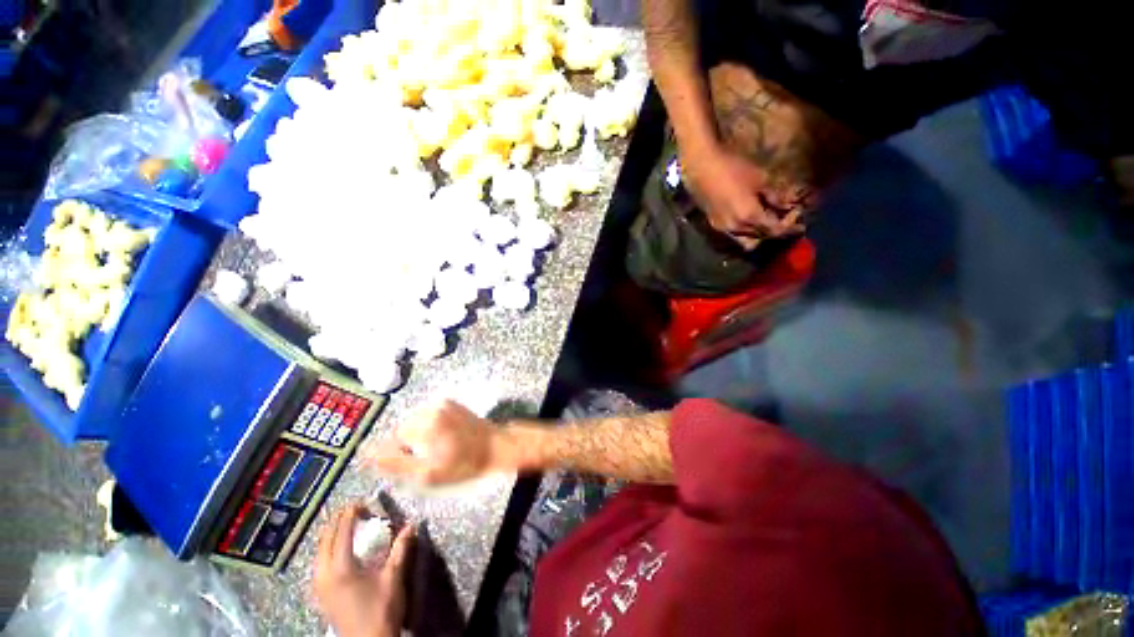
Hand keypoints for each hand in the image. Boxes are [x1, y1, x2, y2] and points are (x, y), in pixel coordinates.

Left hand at [313, 505, 414, 636]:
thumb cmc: (381, 610)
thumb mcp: (393, 578)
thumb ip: (401, 549)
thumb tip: (412, 524)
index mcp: (340, 568)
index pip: (341, 530)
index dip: (351, 513)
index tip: (363, 502)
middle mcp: (324, 574)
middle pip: (325, 538)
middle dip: (339, 520)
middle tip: (356, 510)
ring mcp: (319, 585)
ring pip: (319, 550)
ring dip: (333, 533)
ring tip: (349, 525)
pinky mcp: (321, 593)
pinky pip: (320, 561)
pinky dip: (330, 547)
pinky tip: (342, 549)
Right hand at [364, 400, 496, 485]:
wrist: (495, 446)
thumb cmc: (464, 464)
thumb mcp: (429, 474)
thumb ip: (396, 463)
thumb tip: (367, 455)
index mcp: (425, 424)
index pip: (391, 439)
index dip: (393, 454)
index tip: (403, 464)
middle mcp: (431, 408)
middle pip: (403, 429)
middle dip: (406, 445)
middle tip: (423, 460)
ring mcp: (442, 403)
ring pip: (414, 421)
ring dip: (416, 435)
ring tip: (434, 450)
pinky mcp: (450, 402)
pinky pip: (428, 415)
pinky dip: (428, 426)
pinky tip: (441, 438)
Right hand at [679, 144, 805, 248]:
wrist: (702, 168)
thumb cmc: (733, 169)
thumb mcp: (760, 179)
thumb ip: (776, 196)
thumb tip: (789, 205)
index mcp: (750, 216)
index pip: (776, 229)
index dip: (790, 225)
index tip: (800, 216)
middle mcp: (737, 228)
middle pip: (762, 237)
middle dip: (776, 229)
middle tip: (786, 218)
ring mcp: (723, 229)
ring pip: (747, 240)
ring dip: (760, 234)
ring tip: (767, 221)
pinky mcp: (715, 225)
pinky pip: (735, 235)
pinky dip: (746, 231)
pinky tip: (749, 219)